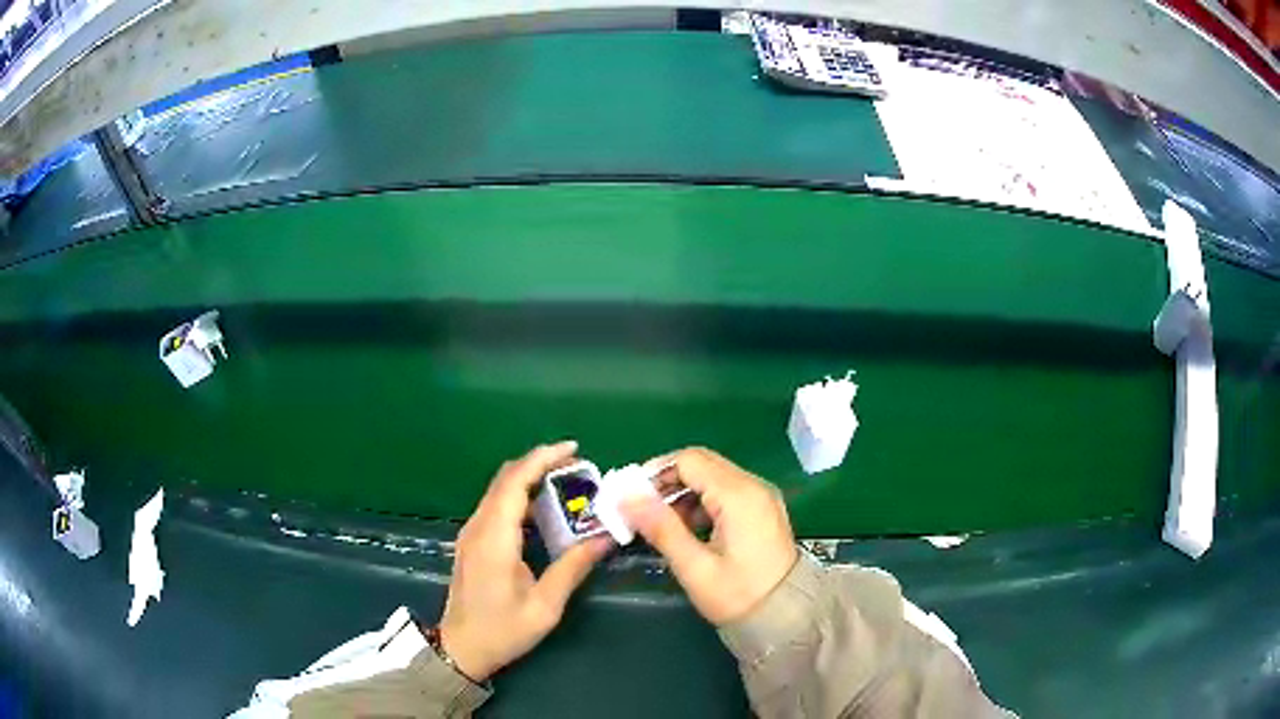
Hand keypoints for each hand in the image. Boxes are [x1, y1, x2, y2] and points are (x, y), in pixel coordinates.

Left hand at [439, 441, 609, 680]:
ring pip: (499, 490)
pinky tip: (545, 508)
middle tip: (577, 464)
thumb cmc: (502, 631)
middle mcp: (478, 527)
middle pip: (505, 479)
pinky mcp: (472, 541)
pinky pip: (496, 506)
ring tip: (567, 481)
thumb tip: (604, 538)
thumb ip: (572, 568)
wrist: (460, 649)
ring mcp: (471, 533)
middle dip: (540, 463)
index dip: (542, 459)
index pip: (515, 483)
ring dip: (530, 478)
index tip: (573, 448)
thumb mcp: (544, 607)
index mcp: (494, 539)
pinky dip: (521, 495)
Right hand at [623, 448, 796, 624]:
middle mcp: (754, 486)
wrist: (786, 618)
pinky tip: (687, 530)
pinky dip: (702, 502)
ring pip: (713, 476)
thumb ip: (662, 528)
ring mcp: (761, 496)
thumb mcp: (695, 567)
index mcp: (739, 495)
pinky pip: (726, 491)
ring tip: (661, 525)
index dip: (655, 472)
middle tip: (640, 509)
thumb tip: (627, 497)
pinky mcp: (762, 509)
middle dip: (667, 481)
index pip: (689, 460)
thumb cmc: (738, 596)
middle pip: (702, 463)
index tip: (630, 496)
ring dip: (683, 492)